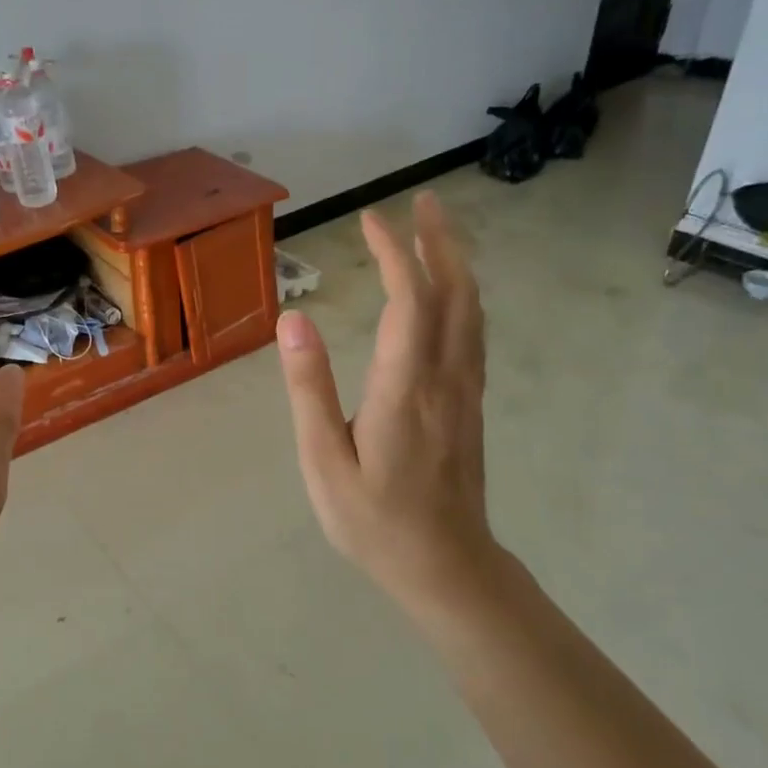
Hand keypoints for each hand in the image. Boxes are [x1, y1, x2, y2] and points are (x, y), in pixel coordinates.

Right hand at [276, 191, 497, 611]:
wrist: (445, 566)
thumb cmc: (373, 520)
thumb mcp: (324, 460)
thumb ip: (310, 388)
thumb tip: (294, 320)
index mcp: (405, 387)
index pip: (409, 300)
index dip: (394, 252)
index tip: (372, 219)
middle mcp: (445, 378)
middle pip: (455, 293)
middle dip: (440, 241)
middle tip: (423, 200)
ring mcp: (465, 390)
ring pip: (471, 311)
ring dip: (457, 263)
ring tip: (437, 231)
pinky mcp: (469, 404)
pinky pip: (472, 333)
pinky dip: (463, 296)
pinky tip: (449, 293)